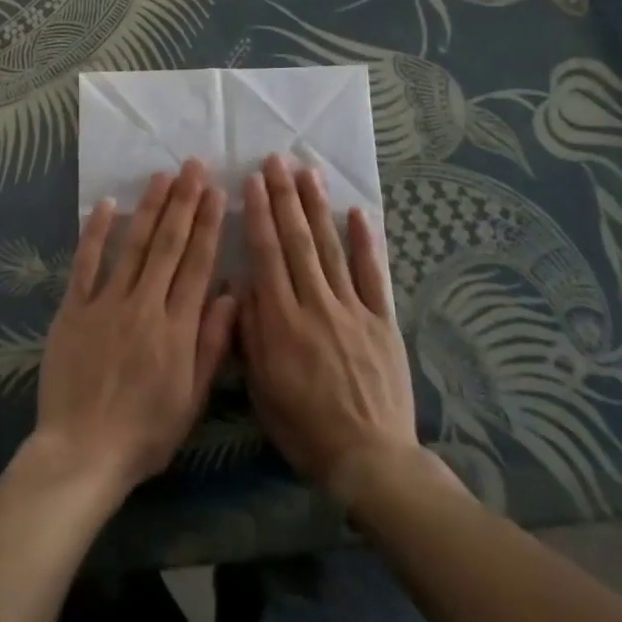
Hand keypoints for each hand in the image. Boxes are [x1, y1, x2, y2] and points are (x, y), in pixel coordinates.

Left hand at [31, 160, 237, 498]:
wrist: (82, 453)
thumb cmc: (145, 433)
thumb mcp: (192, 399)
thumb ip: (212, 345)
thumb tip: (230, 295)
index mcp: (177, 328)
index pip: (197, 264)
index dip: (208, 225)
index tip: (216, 191)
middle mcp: (144, 305)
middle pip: (167, 245)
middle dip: (183, 202)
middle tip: (193, 165)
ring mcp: (106, 304)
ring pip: (132, 245)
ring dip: (149, 207)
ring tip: (162, 176)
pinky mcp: (73, 309)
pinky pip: (85, 263)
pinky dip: (95, 232)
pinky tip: (107, 204)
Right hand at [238, 155, 426, 498]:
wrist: (370, 461)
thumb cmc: (305, 428)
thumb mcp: (261, 387)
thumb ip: (249, 332)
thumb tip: (240, 283)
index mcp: (282, 322)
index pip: (267, 255)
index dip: (258, 215)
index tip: (252, 181)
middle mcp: (316, 305)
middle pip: (297, 241)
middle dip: (284, 197)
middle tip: (276, 160)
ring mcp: (352, 310)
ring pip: (331, 248)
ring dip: (318, 207)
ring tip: (309, 172)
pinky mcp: (382, 321)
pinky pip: (373, 275)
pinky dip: (365, 242)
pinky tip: (358, 212)